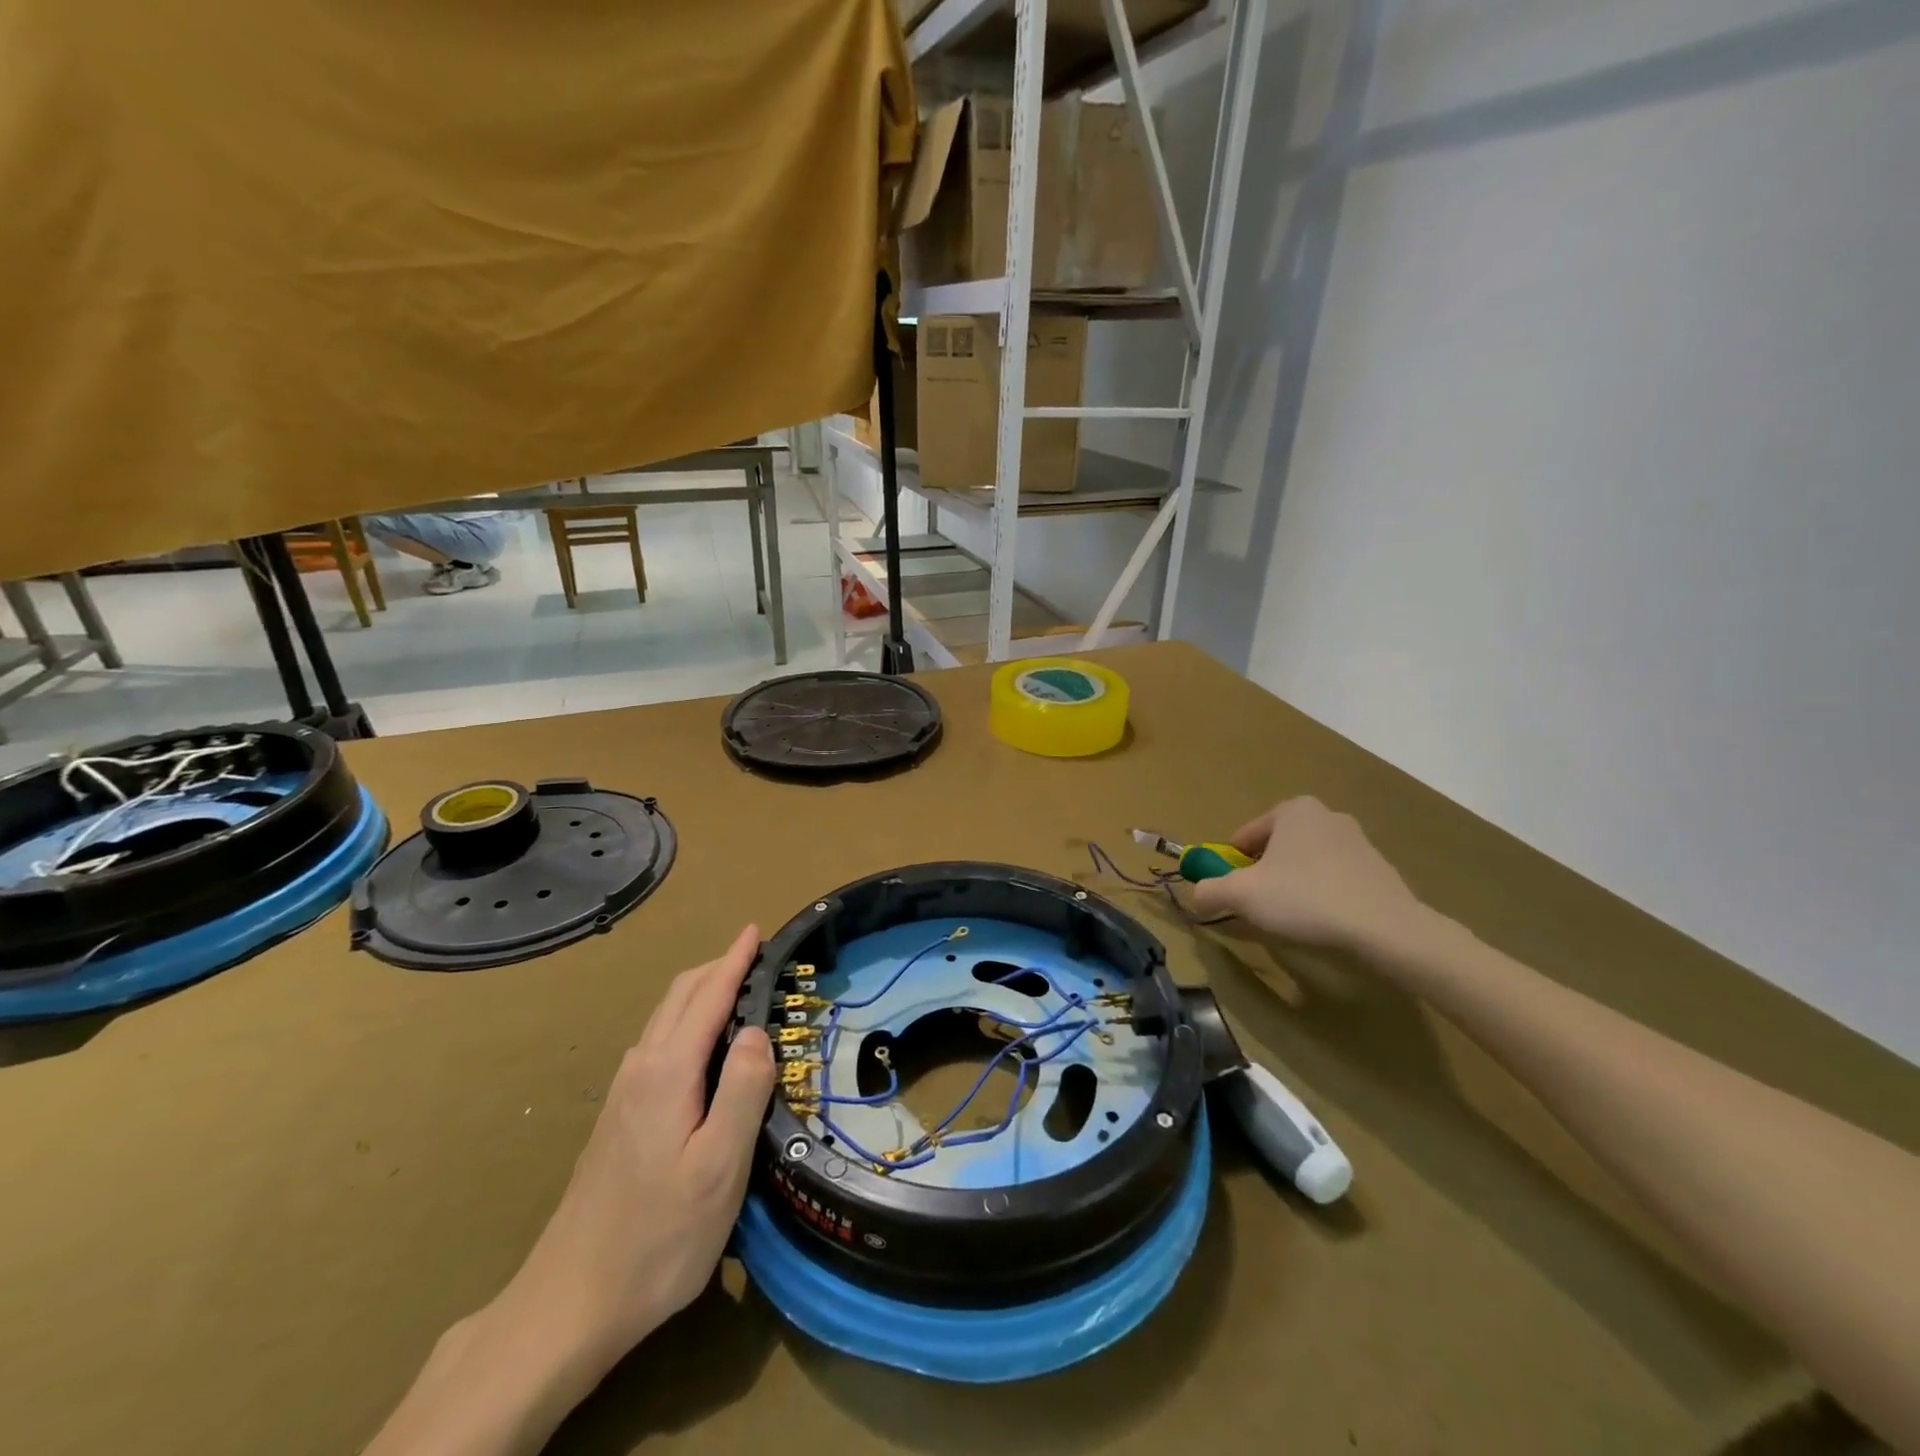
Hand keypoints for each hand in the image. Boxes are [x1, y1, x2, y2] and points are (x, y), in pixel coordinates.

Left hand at [503, 925, 774, 1374]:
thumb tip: (755, 1030)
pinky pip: (658, 1043)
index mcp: (668, 1072)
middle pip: (680, 997)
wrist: (569, 1304)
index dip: (734, 960)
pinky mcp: (618, 1117)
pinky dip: (687, 1021)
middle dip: (717, 967)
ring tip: (737, 992)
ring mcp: (624, 1093)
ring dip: (701, 993)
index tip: (755, 929)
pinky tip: (703, 1048)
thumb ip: (742, 1090)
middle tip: (756, 956)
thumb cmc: (658, 1236)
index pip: (707, 996)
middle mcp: (641, 1069)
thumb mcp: (719, 1167)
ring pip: (665, 1019)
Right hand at [1191, 797, 1428, 955]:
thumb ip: (1209, 890)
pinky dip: (1324, 896)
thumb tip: (1198, 895)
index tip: (1234, 893)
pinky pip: (1336, 880)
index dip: (1232, 866)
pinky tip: (1325, 922)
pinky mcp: (1380, 870)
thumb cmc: (1304, 898)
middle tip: (1261, 905)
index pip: (1245, 836)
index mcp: (1293, 810)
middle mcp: (1326, 815)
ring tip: (1294, 918)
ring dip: (1294, 885)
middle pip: (1277, 848)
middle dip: (1265, 874)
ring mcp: (1358, 841)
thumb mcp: (1241, 895)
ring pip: (1307, 864)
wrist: (1385, 928)